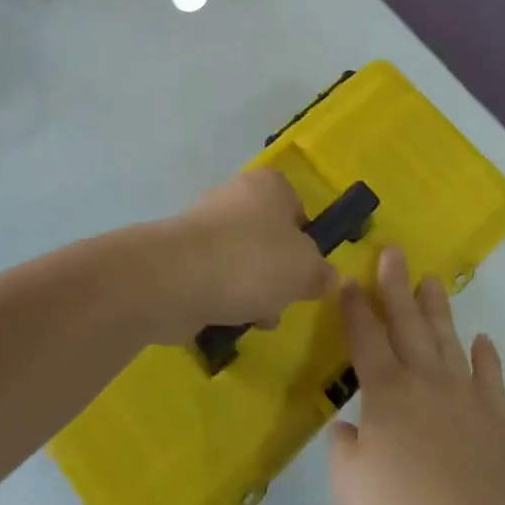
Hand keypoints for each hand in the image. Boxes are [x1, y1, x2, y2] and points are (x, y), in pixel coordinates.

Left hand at [152, 171, 333, 343]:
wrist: (177, 278)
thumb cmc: (252, 261)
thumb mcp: (305, 270)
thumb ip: (322, 273)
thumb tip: (328, 277)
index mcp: (268, 185)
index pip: (296, 206)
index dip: (305, 239)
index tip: (306, 269)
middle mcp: (235, 196)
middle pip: (268, 236)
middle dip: (277, 272)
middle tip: (282, 298)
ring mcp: (203, 225)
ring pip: (241, 260)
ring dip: (251, 290)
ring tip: (254, 316)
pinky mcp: (181, 255)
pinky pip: (213, 276)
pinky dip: (222, 297)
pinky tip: (226, 319)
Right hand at [329, 248, 504, 504]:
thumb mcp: (351, 489)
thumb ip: (343, 451)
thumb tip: (348, 429)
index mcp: (386, 392)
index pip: (365, 338)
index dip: (355, 307)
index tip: (348, 278)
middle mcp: (424, 380)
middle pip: (407, 323)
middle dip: (396, 286)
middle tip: (393, 251)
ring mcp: (464, 393)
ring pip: (446, 339)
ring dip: (437, 309)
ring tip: (432, 280)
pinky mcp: (495, 415)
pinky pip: (489, 376)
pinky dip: (486, 356)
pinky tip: (483, 340)